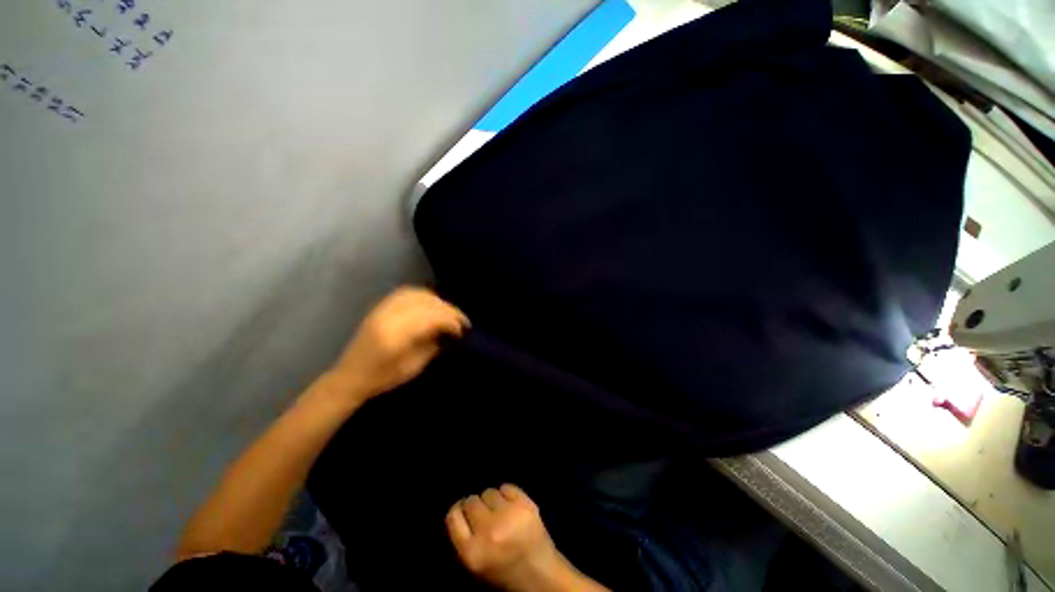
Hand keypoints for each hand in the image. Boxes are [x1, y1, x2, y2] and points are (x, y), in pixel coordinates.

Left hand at [328, 286, 468, 403]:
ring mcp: (382, 308)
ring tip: (448, 312)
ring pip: (417, 294)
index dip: (451, 321)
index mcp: (396, 335)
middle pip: (427, 303)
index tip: (462, 330)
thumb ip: (433, 346)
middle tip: (461, 320)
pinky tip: (431, 303)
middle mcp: (389, 316)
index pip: (432, 318)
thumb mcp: (413, 367)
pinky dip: (423, 295)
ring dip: (437, 301)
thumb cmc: (382, 378)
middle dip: (448, 310)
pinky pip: (405, 292)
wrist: (349, 377)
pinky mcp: (379, 307)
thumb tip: (450, 332)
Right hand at [447, 485, 593, 591]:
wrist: (540, 574)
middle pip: (471, 501)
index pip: (453, 516)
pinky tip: (511, 506)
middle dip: (476, 506)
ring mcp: (508, 515)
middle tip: (485, 515)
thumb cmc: (504, 571)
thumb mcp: (475, 564)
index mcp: (472, 552)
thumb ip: (463, 538)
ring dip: (492, 500)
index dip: (458, 510)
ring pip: (489, 492)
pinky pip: (506, 487)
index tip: (463, 511)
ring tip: (500, 513)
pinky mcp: (525, 504)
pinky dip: (507, 494)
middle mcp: (488, 531)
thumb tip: (459, 507)